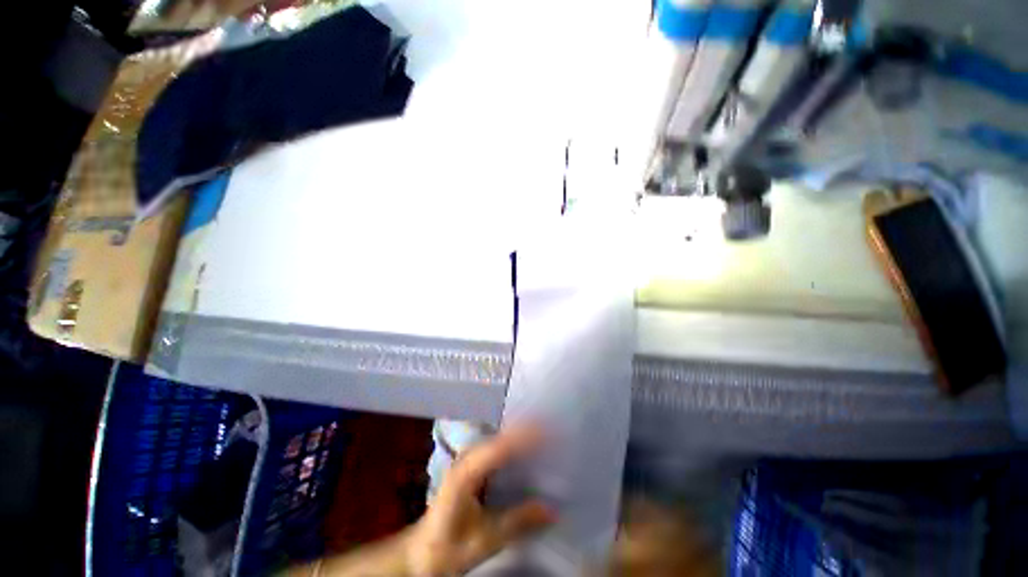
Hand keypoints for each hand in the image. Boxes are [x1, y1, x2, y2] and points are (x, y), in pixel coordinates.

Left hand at [404, 425, 555, 575]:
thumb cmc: (449, 547)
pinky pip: (500, 448)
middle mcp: (468, 457)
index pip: (500, 447)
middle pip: (502, 436)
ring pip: (501, 439)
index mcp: (466, 472)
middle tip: (556, 430)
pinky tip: (533, 450)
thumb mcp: (484, 540)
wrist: (423, 552)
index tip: (550, 432)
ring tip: (550, 434)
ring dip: (524, 435)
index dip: (524, 437)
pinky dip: (517, 446)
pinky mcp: (475, 465)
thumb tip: (553, 509)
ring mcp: (471, 458)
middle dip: (528, 430)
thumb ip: (518, 522)